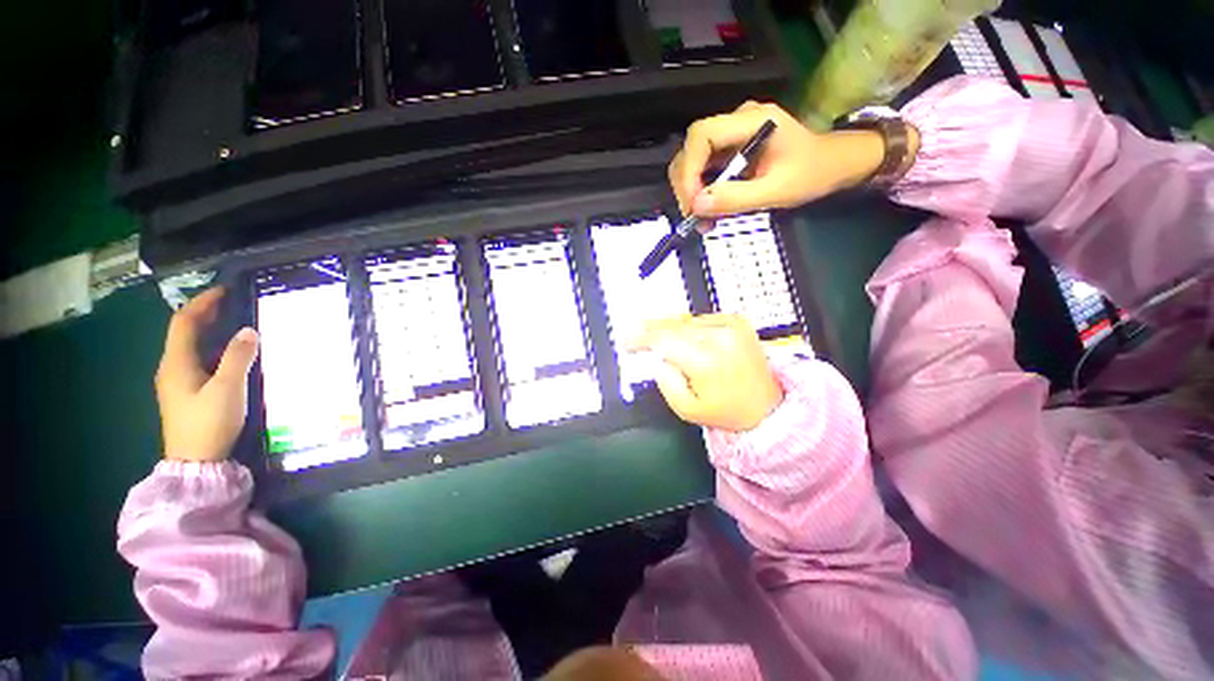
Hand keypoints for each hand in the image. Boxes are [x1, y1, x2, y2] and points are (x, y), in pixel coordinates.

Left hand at [155, 287, 259, 461]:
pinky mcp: (186, 393)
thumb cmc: (209, 422)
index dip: (202, 303)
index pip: (184, 322)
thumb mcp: (228, 389)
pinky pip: (197, 361)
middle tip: (232, 303)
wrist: (195, 461)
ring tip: (235, 324)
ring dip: (210, 331)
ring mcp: (177, 382)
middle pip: (185, 332)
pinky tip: (230, 354)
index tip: (224, 290)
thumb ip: (238, 358)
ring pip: (191, 347)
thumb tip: (248, 330)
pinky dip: (213, 349)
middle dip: (206, 314)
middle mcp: (172, 368)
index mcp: (176, 363)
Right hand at [632, 314, 781, 431]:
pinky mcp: (736, 321)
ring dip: (666, 327)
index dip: (640, 337)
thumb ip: (665, 382)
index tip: (626, 340)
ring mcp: (730, 326)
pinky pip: (699, 319)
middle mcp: (720, 337)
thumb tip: (656, 359)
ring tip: (653, 335)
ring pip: (684, 320)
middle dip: (649, 329)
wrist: (765, 405)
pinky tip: (679, 336)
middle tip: (633, 334)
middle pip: (672, 325)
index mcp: (707, 361)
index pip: (663, 339)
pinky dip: (685, 326)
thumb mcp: (687, 409)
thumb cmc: (728, 411)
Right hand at [668, 101, 886, 219]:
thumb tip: (696, 206)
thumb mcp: (777, 191)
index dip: (689, 169)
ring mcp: (732, 138)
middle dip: (686, 186)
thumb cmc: (813, 173)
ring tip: (703, 221)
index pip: (702, 135)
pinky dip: (702, 195)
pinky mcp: (730, 152)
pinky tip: (710, 213)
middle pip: (691, 149)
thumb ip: (736, 198)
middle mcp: (736, 123)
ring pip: (694, 163)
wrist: (833, 165)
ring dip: (692, 194)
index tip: (692, 203)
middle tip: (694, 217)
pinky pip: (705, 172)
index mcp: (752, 121)